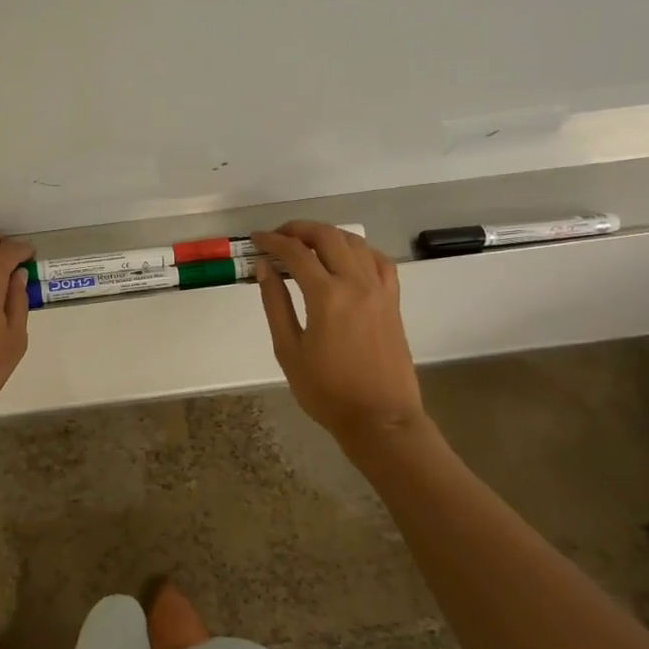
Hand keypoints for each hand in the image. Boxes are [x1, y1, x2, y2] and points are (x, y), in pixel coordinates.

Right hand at [252, 221, 424, 442]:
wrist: (380, 419)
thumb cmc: (326, 391)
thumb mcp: (288, 350)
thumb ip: (275, 304)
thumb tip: (265, 268)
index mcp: (326, 296)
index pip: (295, 253)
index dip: (272, 241)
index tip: (256, 239)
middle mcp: (356, 284)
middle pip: (328, 237)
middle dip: (299, 229)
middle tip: (278, 237)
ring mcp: (380, 290)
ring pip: (355, 243)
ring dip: (328, 235)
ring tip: (306, 244)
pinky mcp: (393, 301)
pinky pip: (379, 261)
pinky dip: (359, 250)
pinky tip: (346, 258)